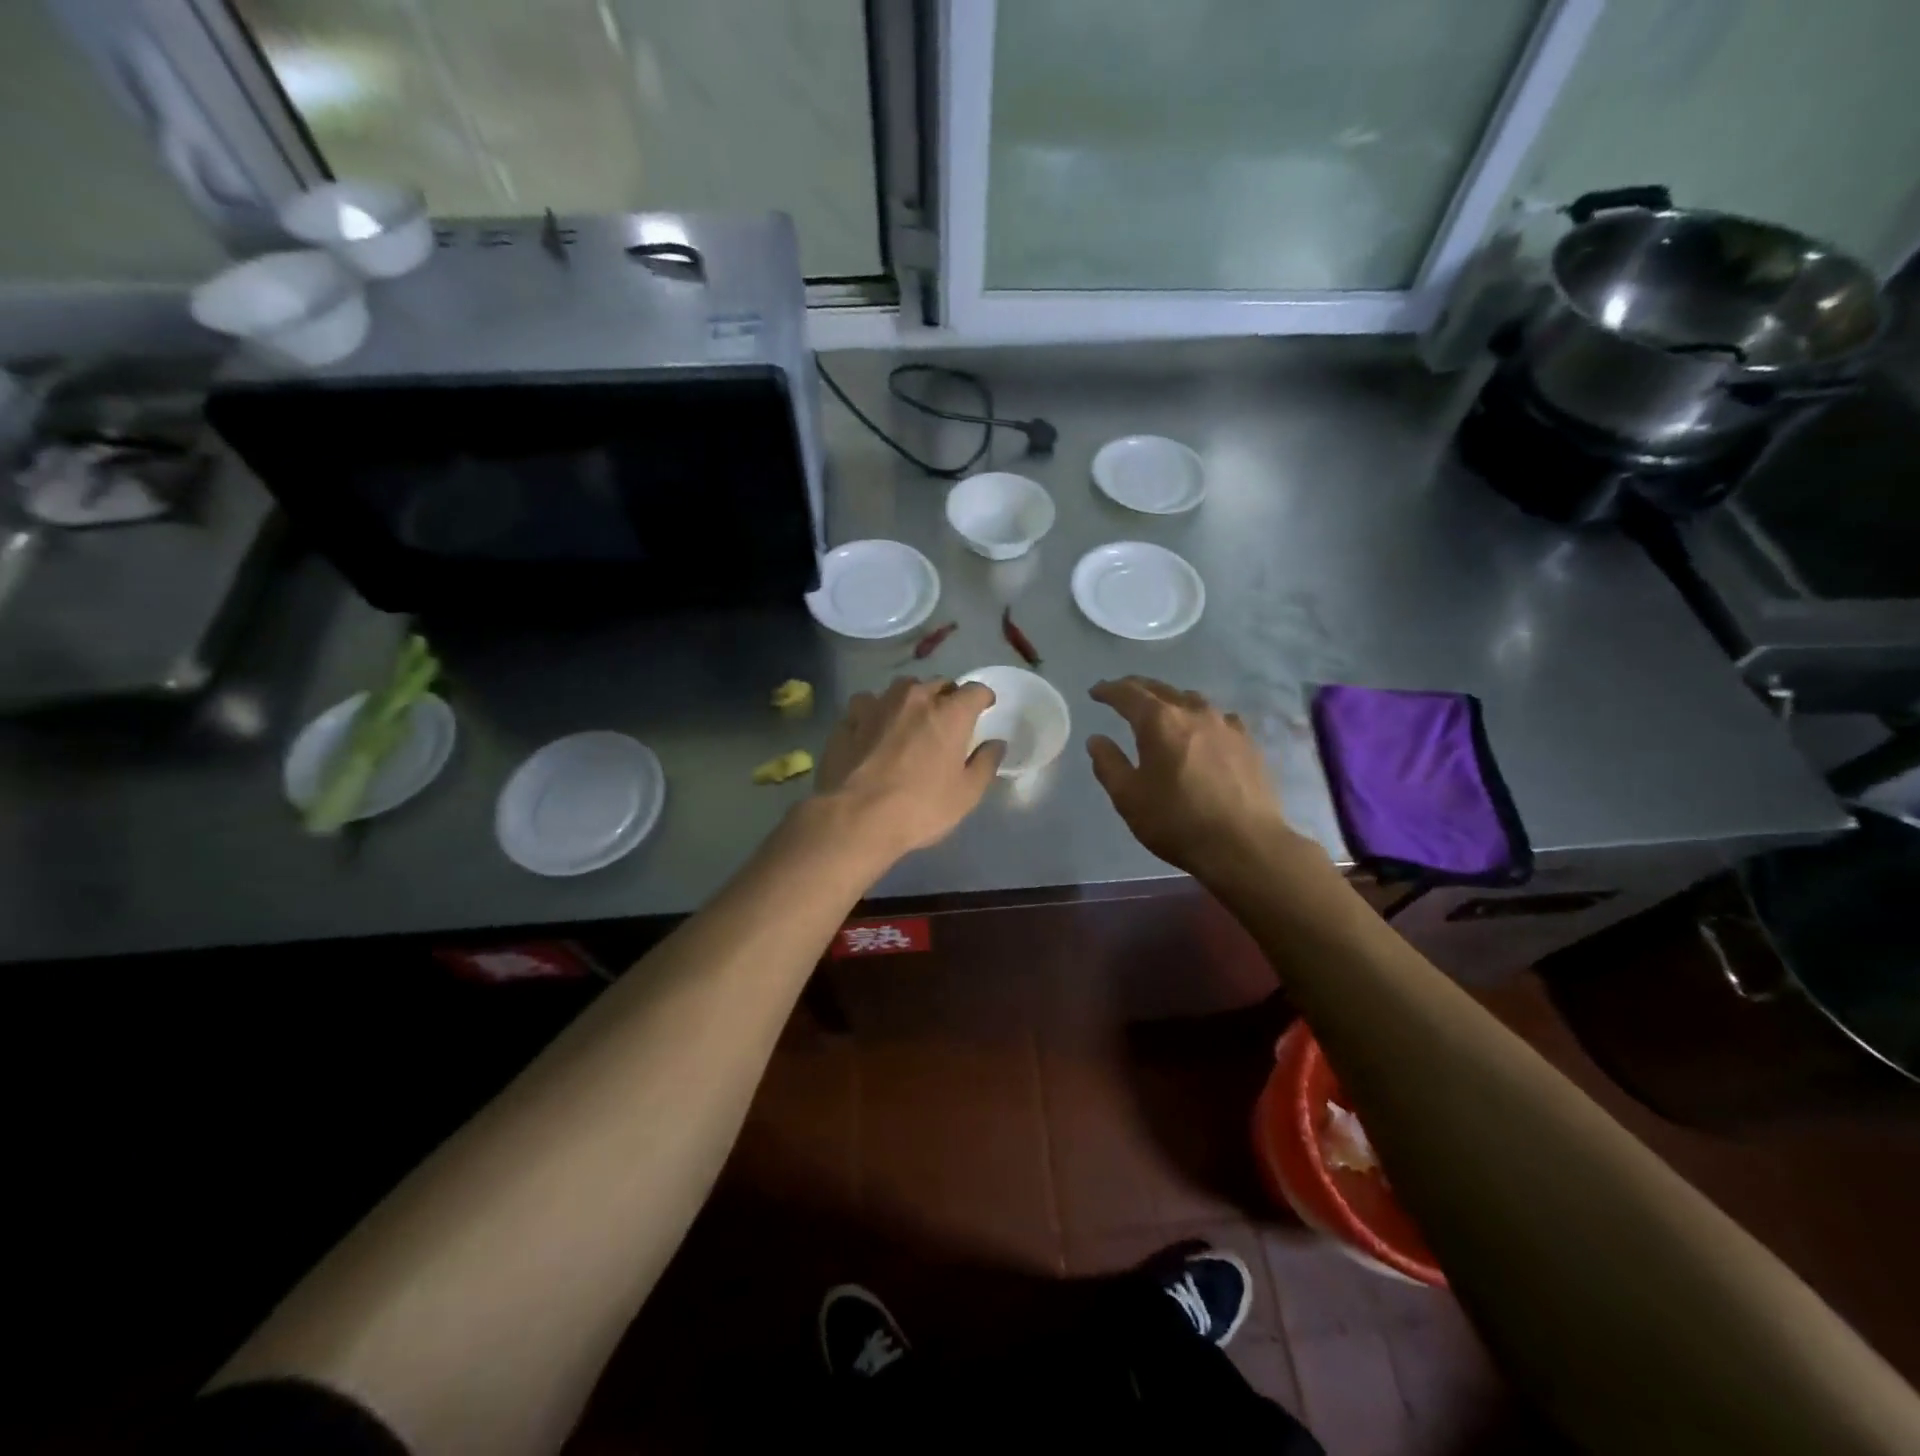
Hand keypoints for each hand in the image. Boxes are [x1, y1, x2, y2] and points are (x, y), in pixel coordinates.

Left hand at [814, 677, 1004, 862]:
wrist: (854, 819)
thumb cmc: (920, 808)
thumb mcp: (966, 795)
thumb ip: (985, 763)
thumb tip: (996, 744)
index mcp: (949, 714)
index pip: (975, 691)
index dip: (982, 698)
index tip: (984, 708)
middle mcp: (914, 698)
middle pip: (938, 685)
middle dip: (947, 698)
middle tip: (947, 721)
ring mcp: (877, 704)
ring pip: (901, 689)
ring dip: (911, 700)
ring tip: (910, 720)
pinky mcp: (849, 719)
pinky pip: (868, 704)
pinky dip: (876, 712)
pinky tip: (873, 730)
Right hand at [1087, 677, 1305, 879]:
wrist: (1245, 845)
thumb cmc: (1177, 821)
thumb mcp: (1129, 797)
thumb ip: (1108, 764)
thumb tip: (1097, 739)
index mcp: (1159, 722)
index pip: (1128, 694)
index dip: (1109, 690)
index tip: (1095, 691)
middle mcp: (1193, 712)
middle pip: (1160, 689)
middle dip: (1137, 688)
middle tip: (1122, 692)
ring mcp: (1226, 725)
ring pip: (1192, 699)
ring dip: (1170, 699)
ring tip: (1161, 709)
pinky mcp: (1248, 743)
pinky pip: (1218, 718)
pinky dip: (1201, 717)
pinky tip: (1203, 730)